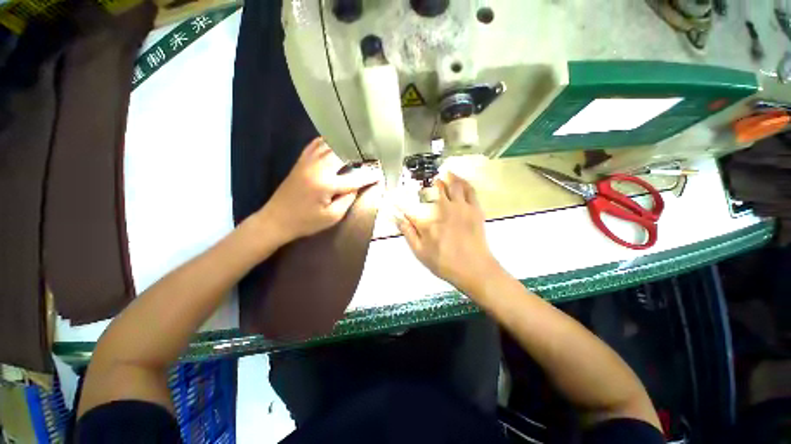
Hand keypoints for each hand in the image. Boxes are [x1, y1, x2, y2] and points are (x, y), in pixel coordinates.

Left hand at [258, 138, 379, 243]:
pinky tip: (336, 143)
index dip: (369, 176)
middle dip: (359, 153)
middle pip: (343, 153)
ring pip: (329, 144)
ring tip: (357, 147)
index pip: (355, 177)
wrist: (276, 220)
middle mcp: (317, 168)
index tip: (381, 173)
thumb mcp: (332, 217)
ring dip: (345, 144)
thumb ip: (348, 199)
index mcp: (326, 184)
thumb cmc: (306, 222)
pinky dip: (328, 141)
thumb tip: (357, 186)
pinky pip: (316, 144)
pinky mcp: (301, 161)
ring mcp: (307, 161)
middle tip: (371, 156)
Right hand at [396, 173, 501, 293]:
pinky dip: (463, 182)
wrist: (474, 269)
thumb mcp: (421, 253)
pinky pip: (470, 190)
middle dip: (432, 183)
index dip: (402, 201)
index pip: (411, 206)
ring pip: (454, 185)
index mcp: (428, 221)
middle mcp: (444, 209)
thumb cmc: (445, 263)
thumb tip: (398, 219)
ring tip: (444, 174)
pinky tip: (460, 180)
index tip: (396, 197)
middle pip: (436, 188)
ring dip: (448, 178)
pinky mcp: (475, 209)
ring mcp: (461, 208)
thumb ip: (409, 234)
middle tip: (430, 181)